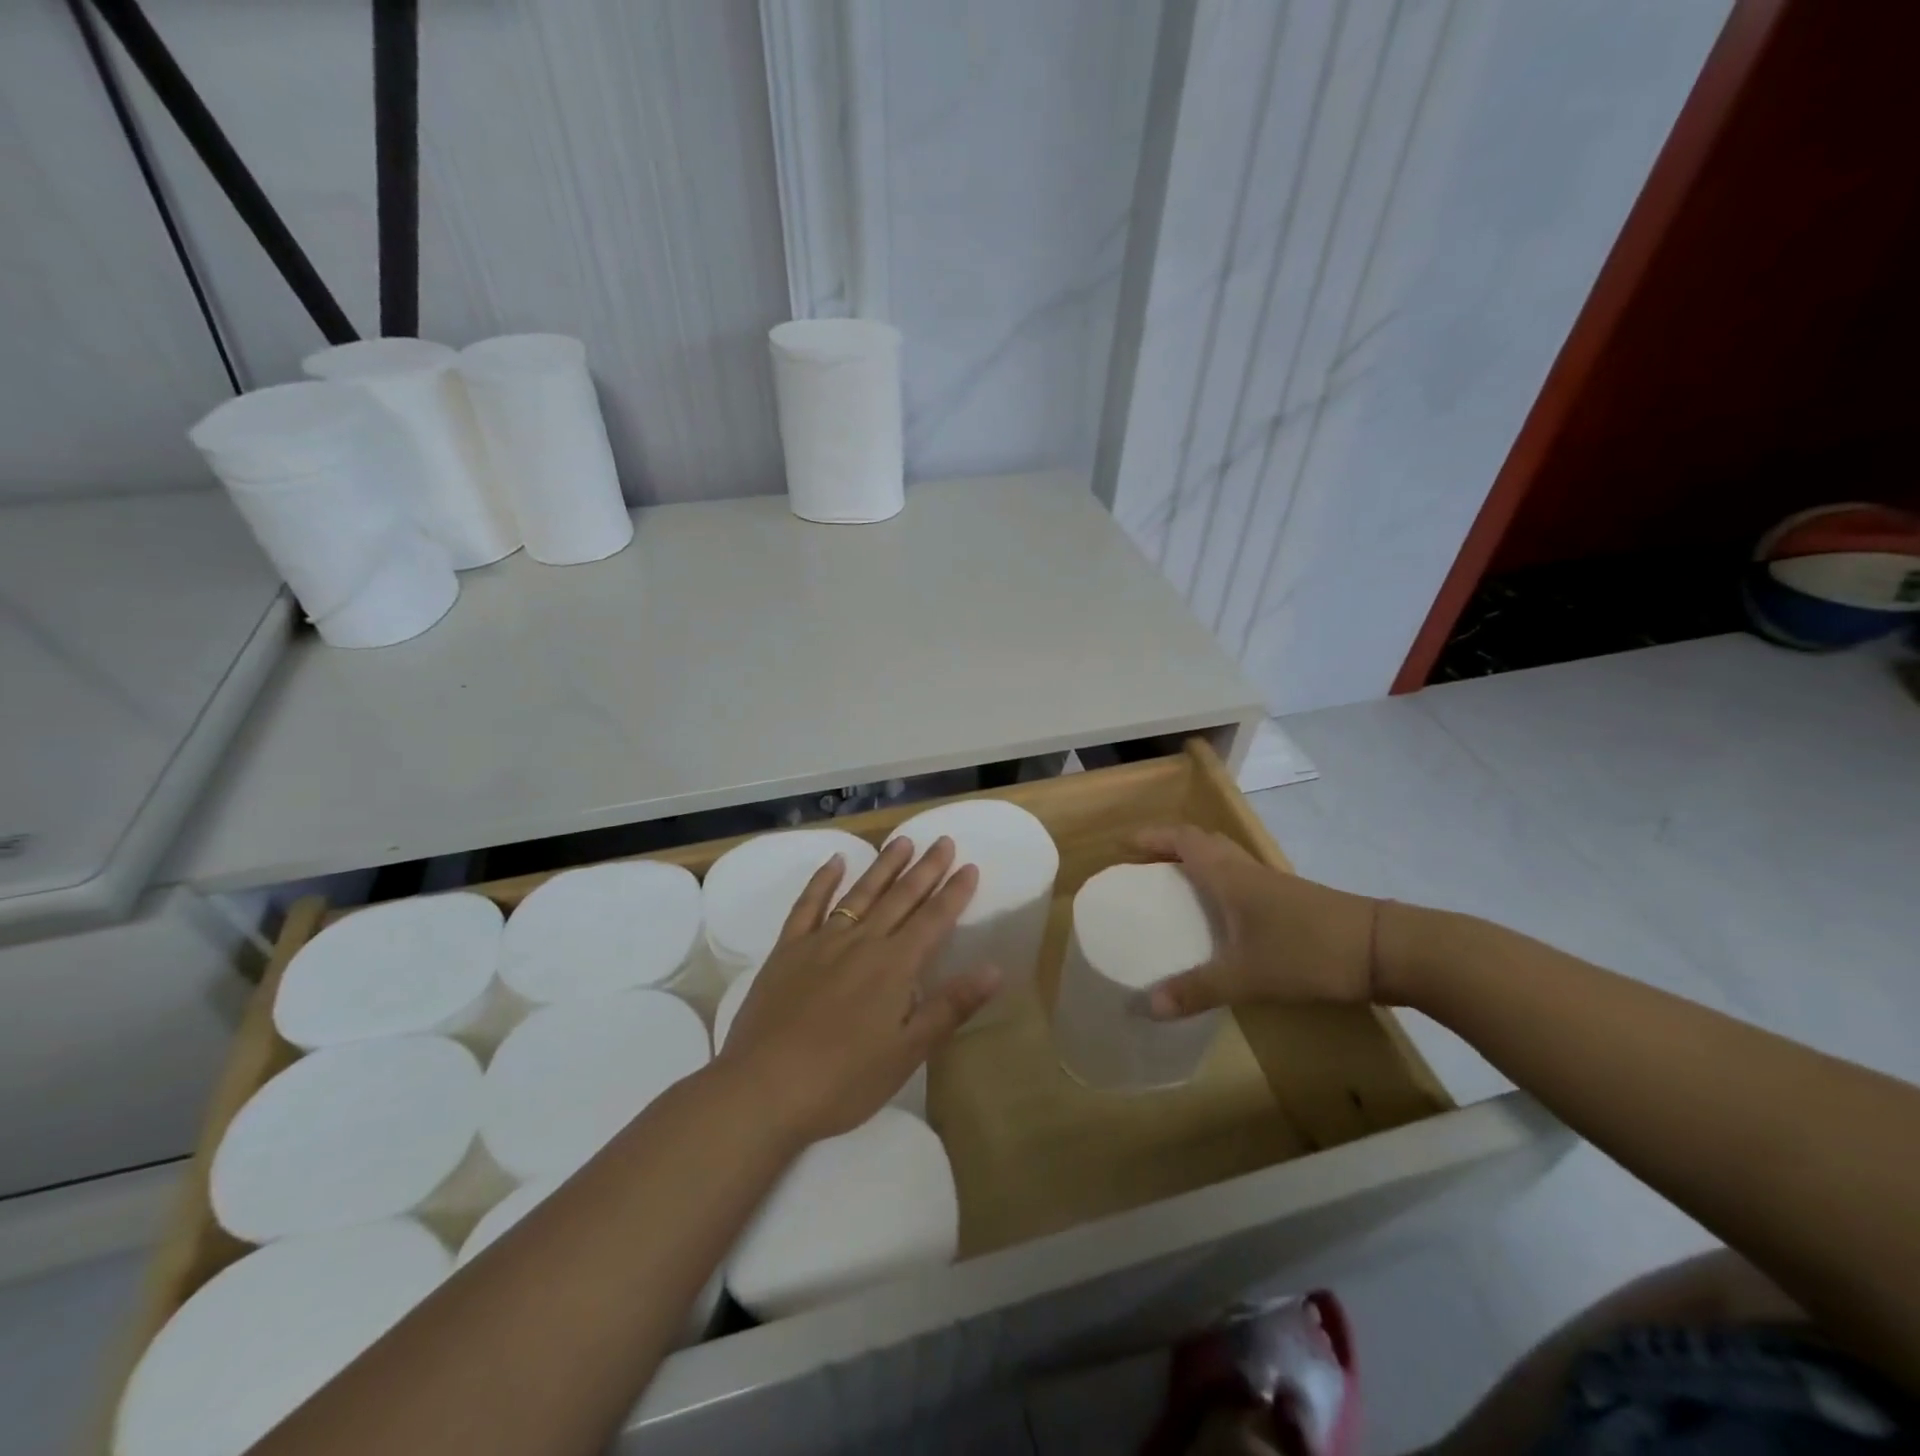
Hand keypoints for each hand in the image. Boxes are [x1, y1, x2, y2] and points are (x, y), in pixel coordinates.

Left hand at [716, 835, 999, 1142]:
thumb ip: (950, 1006)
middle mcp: (862, 942)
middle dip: (926, 869)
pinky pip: (808, 905)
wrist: (764, 1089)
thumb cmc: (844, 1080)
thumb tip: (994, 968)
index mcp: (895, 966)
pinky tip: (835, 861)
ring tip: (902, 841)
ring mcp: (822, 942)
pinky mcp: (788, 950)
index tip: (969, 866)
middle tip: (943, 841)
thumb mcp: (907, 1052)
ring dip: (884, 866)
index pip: (934, 920)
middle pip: (901, 898)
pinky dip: (823, 880)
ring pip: (860, 893)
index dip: (954, 893)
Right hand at [1129, 826, 1380, 1017]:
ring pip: (1226, 860)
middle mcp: (1248, 871)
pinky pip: (1243, 880)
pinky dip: (1221, 885)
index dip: (1152, 837)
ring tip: (1174, 888)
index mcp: (1229, 876)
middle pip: (1203, 842)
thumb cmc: (1307, 952)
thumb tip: (1147, 1007)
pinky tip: (1221, 918)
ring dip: (1196, 863)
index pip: (1183, 840)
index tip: (1123, 845)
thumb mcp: (1246, 976)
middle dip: (1169, 847)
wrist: (1384, 950)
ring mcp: (1273, 885)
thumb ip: (1196, 990)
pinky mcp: (1292, 902)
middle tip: (1144, 866)